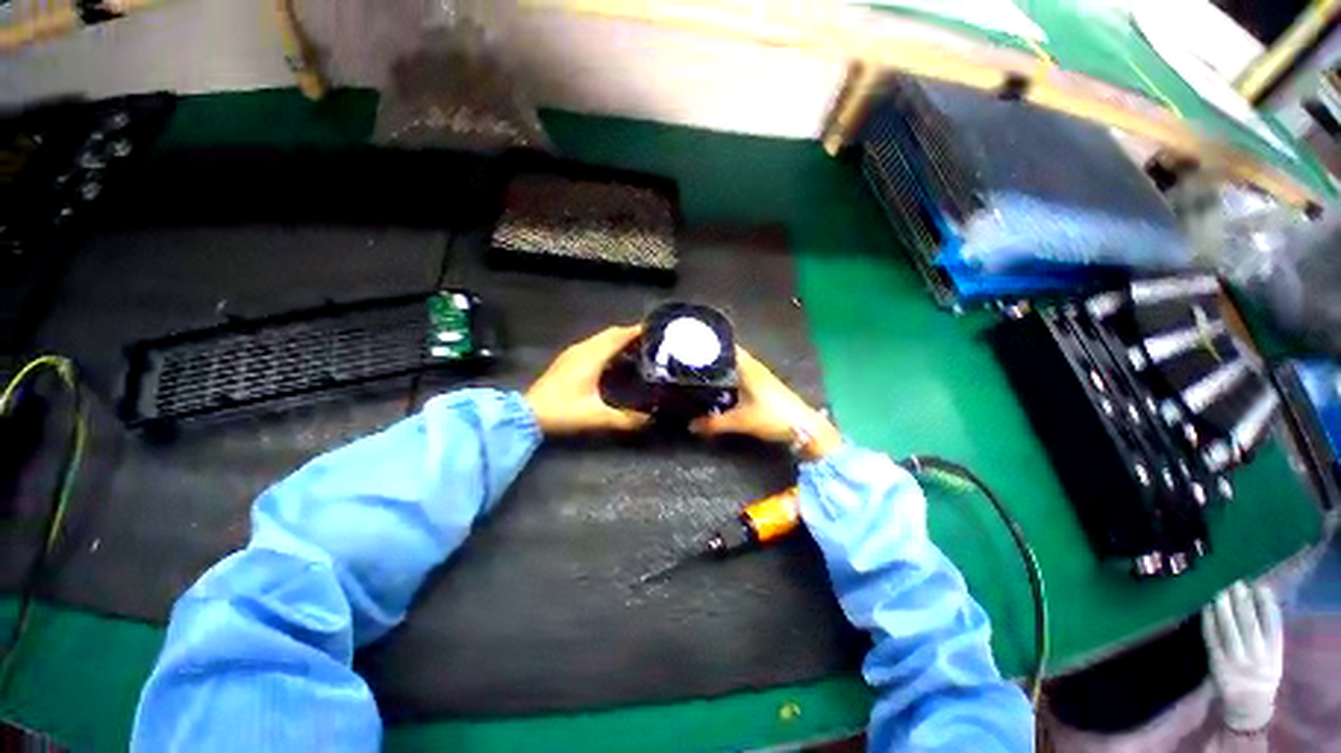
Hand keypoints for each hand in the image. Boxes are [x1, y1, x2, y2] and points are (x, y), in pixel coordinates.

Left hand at [525, 325, 650, 434]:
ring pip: (601, 338)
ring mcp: (573, 353)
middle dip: (630, 334)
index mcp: (592, 356)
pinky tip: (614, 360)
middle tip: (650, 341)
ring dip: (618, 340)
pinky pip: (593, 345)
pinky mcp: (567, 360)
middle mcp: (583, 349)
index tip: (655, 330)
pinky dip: (607, 347)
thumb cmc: (563, 412)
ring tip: (637, 349)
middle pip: (610, 333)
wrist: (526, 414)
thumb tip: (649, 420)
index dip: (637, 331)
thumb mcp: (597, 417)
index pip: (619, 336)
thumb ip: (625, 419)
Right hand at [690, 346, 840, 459]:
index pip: (729, 347)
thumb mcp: (740, 421)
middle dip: (714, 357)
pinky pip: (742, 374)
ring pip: (737, 366)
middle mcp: (755, 367)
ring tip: (703, 371)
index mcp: (749, 367)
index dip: (713, 343)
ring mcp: (762, 376)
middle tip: (693, 360)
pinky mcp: (765, 386)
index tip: (695, 344)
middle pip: (731, 355)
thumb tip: (691, 426)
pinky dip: (731, 376)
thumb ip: (714, 423)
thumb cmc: (772, 417)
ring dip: (723, 366)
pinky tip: (722, 386)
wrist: (804, 427)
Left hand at [1203, 581, 1283, 732]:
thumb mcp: (1274, 657)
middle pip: (1249, 623)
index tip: (1260, 586)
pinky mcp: (1218, 662)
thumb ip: (1270, 636)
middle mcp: (1256, 655)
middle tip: (1236, 583)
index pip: (1272, 625)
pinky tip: (1206, 608)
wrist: (1248, 705)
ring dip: (1224, 608)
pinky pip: (1212, 638)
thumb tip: (1262, 604)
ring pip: (1229, 628)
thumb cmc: (1262, 675)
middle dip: (1242, 602)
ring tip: (1221, 591)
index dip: (1266, 604)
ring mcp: (1235, 659)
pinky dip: (1209, 621)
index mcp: (1273, 653)